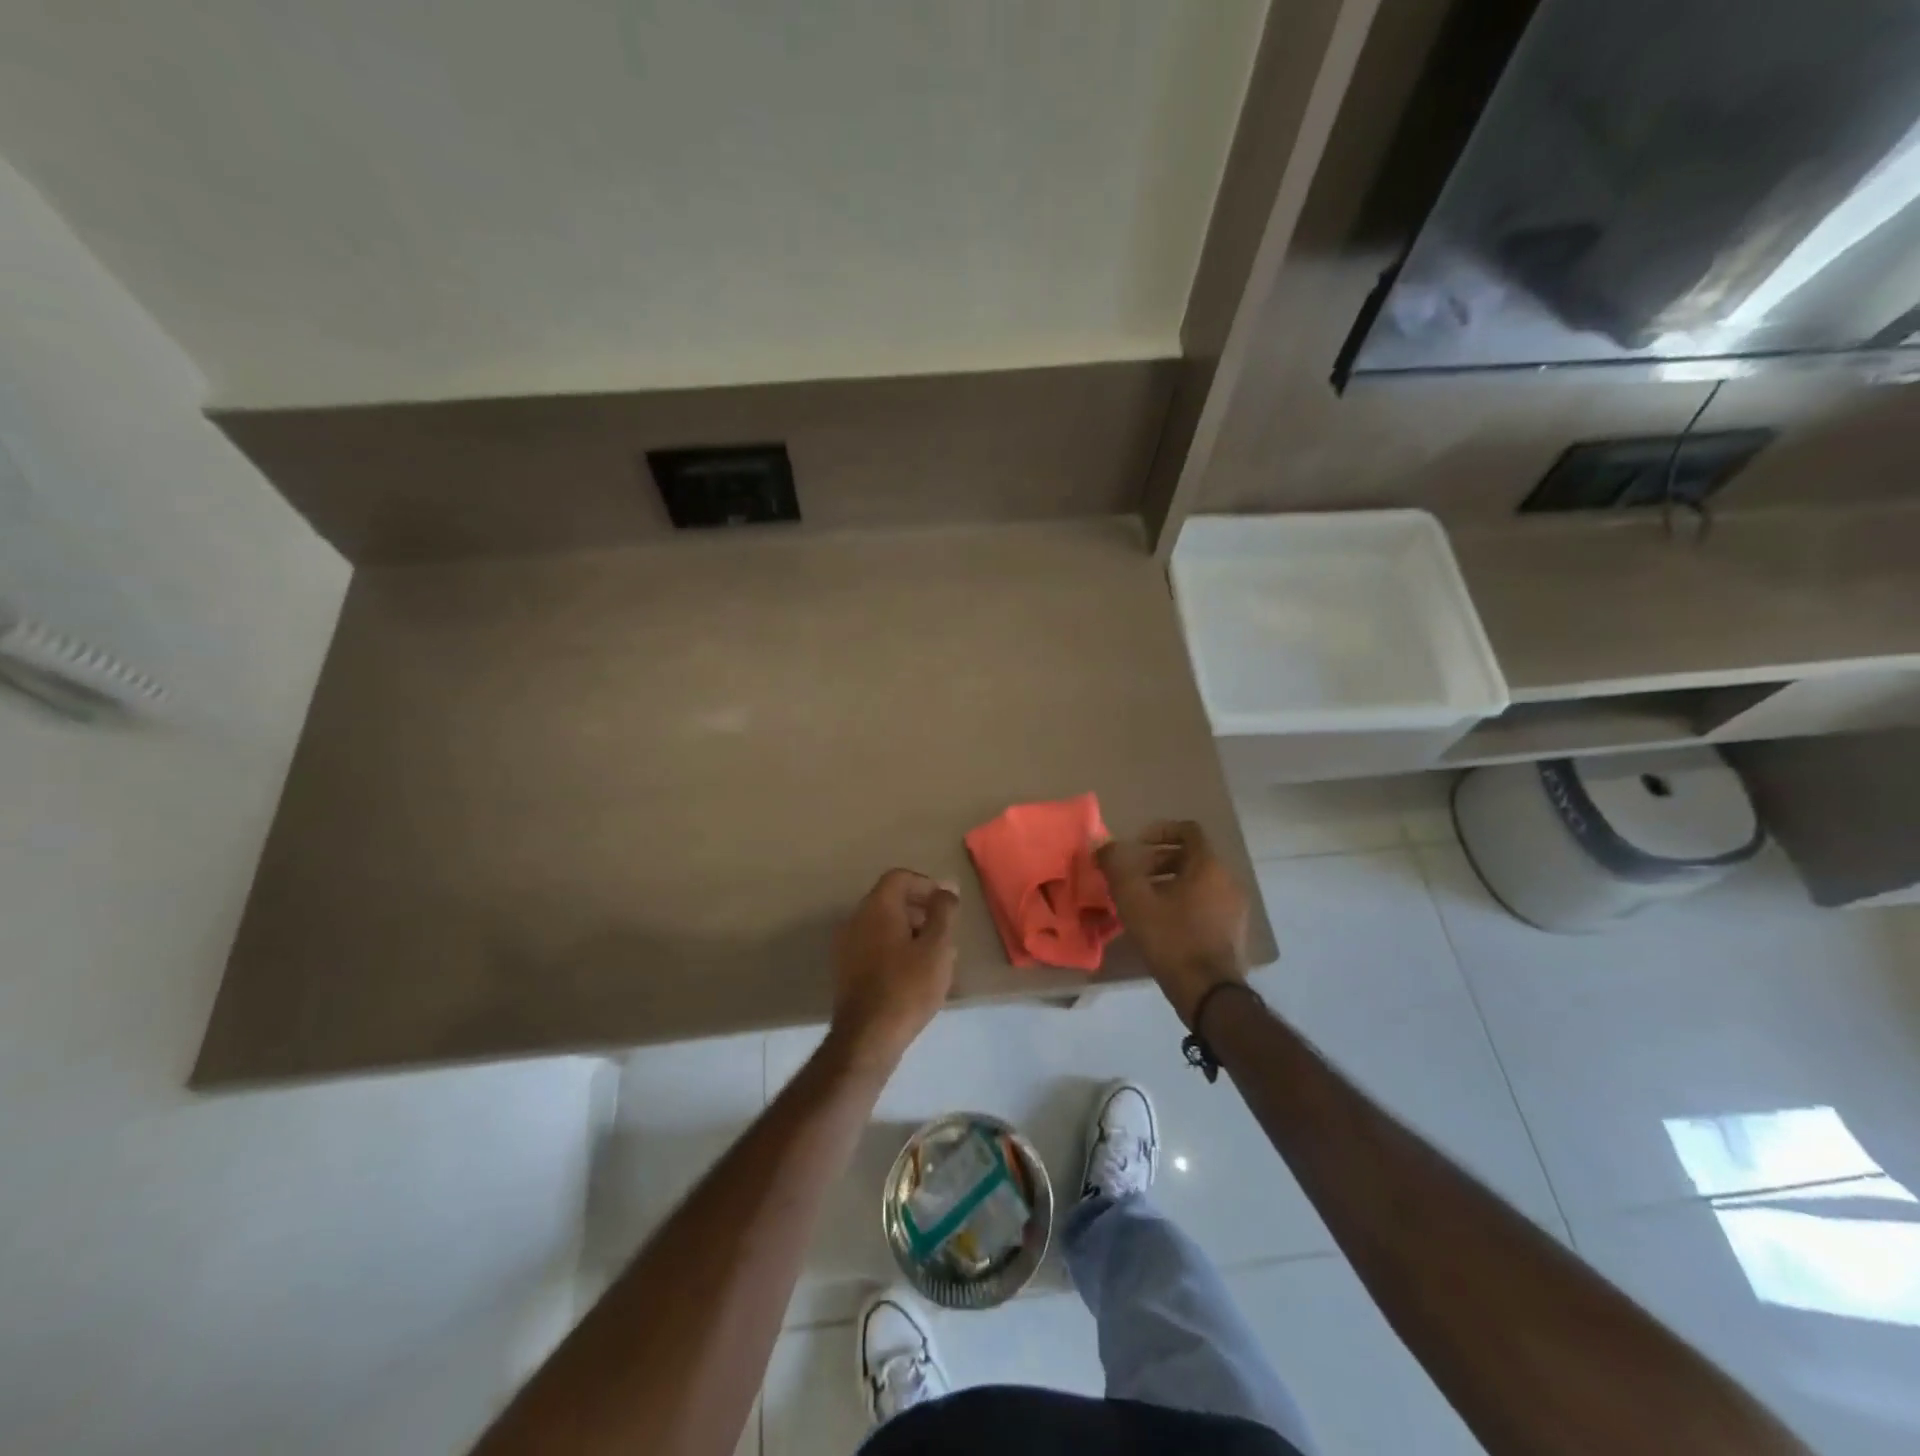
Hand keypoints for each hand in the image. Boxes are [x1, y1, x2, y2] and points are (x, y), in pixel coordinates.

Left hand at [829, 869, 959, 1071]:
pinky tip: (913, 973)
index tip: (947, 905)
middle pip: (890, 899)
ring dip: (909, 931)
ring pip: (882, 924)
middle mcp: (856, 918)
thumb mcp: (937, 946)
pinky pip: (874, 944)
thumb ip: (944, 912)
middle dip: (920, 909)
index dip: (926, 885)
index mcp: (877, 907)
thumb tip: (946, 889)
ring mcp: (847, 944)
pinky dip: (895, 948)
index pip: (900, 877)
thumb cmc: (908, 986)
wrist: (868, 1036)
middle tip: (945, 931)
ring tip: (934, 956)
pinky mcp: (846, 969)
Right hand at [1096, 820, 1250, 1026]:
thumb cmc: (1171, 938)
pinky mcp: (1234, 931)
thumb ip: (1116, 866)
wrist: (1209, 993)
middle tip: (1133, 876)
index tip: (1136, 845)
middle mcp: (1228, 880)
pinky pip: (1207, 903)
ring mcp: (1235, 907)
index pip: (1188, 831)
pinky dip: (1184, 902)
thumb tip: (1102, 844)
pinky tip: (1162, 924)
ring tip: (1143, 901)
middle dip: (1159, 860)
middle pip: (1192, 857)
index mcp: (1208, 866)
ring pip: (1199, 882)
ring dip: (1170, 883)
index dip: (1160, 831)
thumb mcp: (1133, 900)